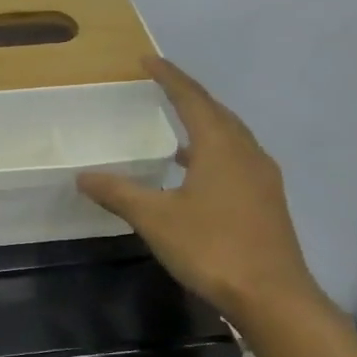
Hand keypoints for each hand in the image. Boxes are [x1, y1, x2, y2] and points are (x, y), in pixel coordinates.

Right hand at [78, 57, 322, 322]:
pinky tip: (195, 172)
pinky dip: (213, 152)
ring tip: (176, 125)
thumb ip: (119, 193)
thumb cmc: (212, 248)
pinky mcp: (266, 200)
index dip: (169, 77)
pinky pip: (236, 159)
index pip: (192, 99)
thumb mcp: (155, 219)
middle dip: (189, 96)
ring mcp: (262, 177)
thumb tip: (83, 176)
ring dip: (204, 124)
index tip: (148, 60)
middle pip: (217, 112)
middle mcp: (246, 153)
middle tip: (162, 85)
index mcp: (221, 147)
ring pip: (231, 137)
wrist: (272, 296)